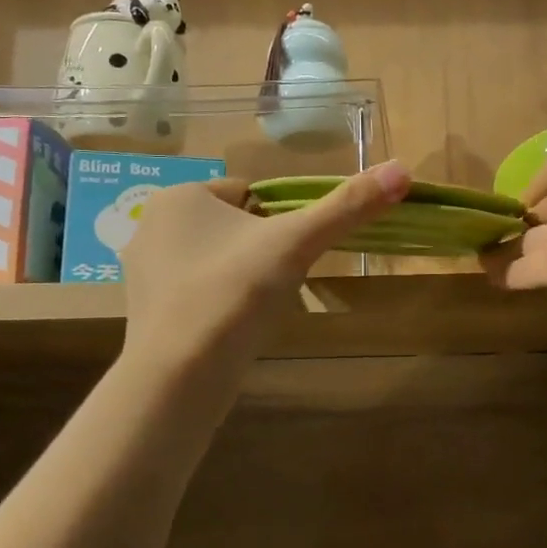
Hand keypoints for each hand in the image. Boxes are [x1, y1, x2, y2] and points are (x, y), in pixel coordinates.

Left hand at [119, 162, 409, 364]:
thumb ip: (348, 206)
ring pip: (219, 260)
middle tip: (275, 285)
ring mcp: (143, 270)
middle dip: (263, 252)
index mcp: (181, 196)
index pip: (252, 193)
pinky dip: (221, 304)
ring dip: (244, 278)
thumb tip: (403, 170)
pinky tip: (231, 329)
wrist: (178, 377)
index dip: (281, 222)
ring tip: (254, 310)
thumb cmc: (235, 294)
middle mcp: (152, 225)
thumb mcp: (297, 243)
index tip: (291, 255)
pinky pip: (199, 291)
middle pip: (237, 227)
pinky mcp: (145, 310)